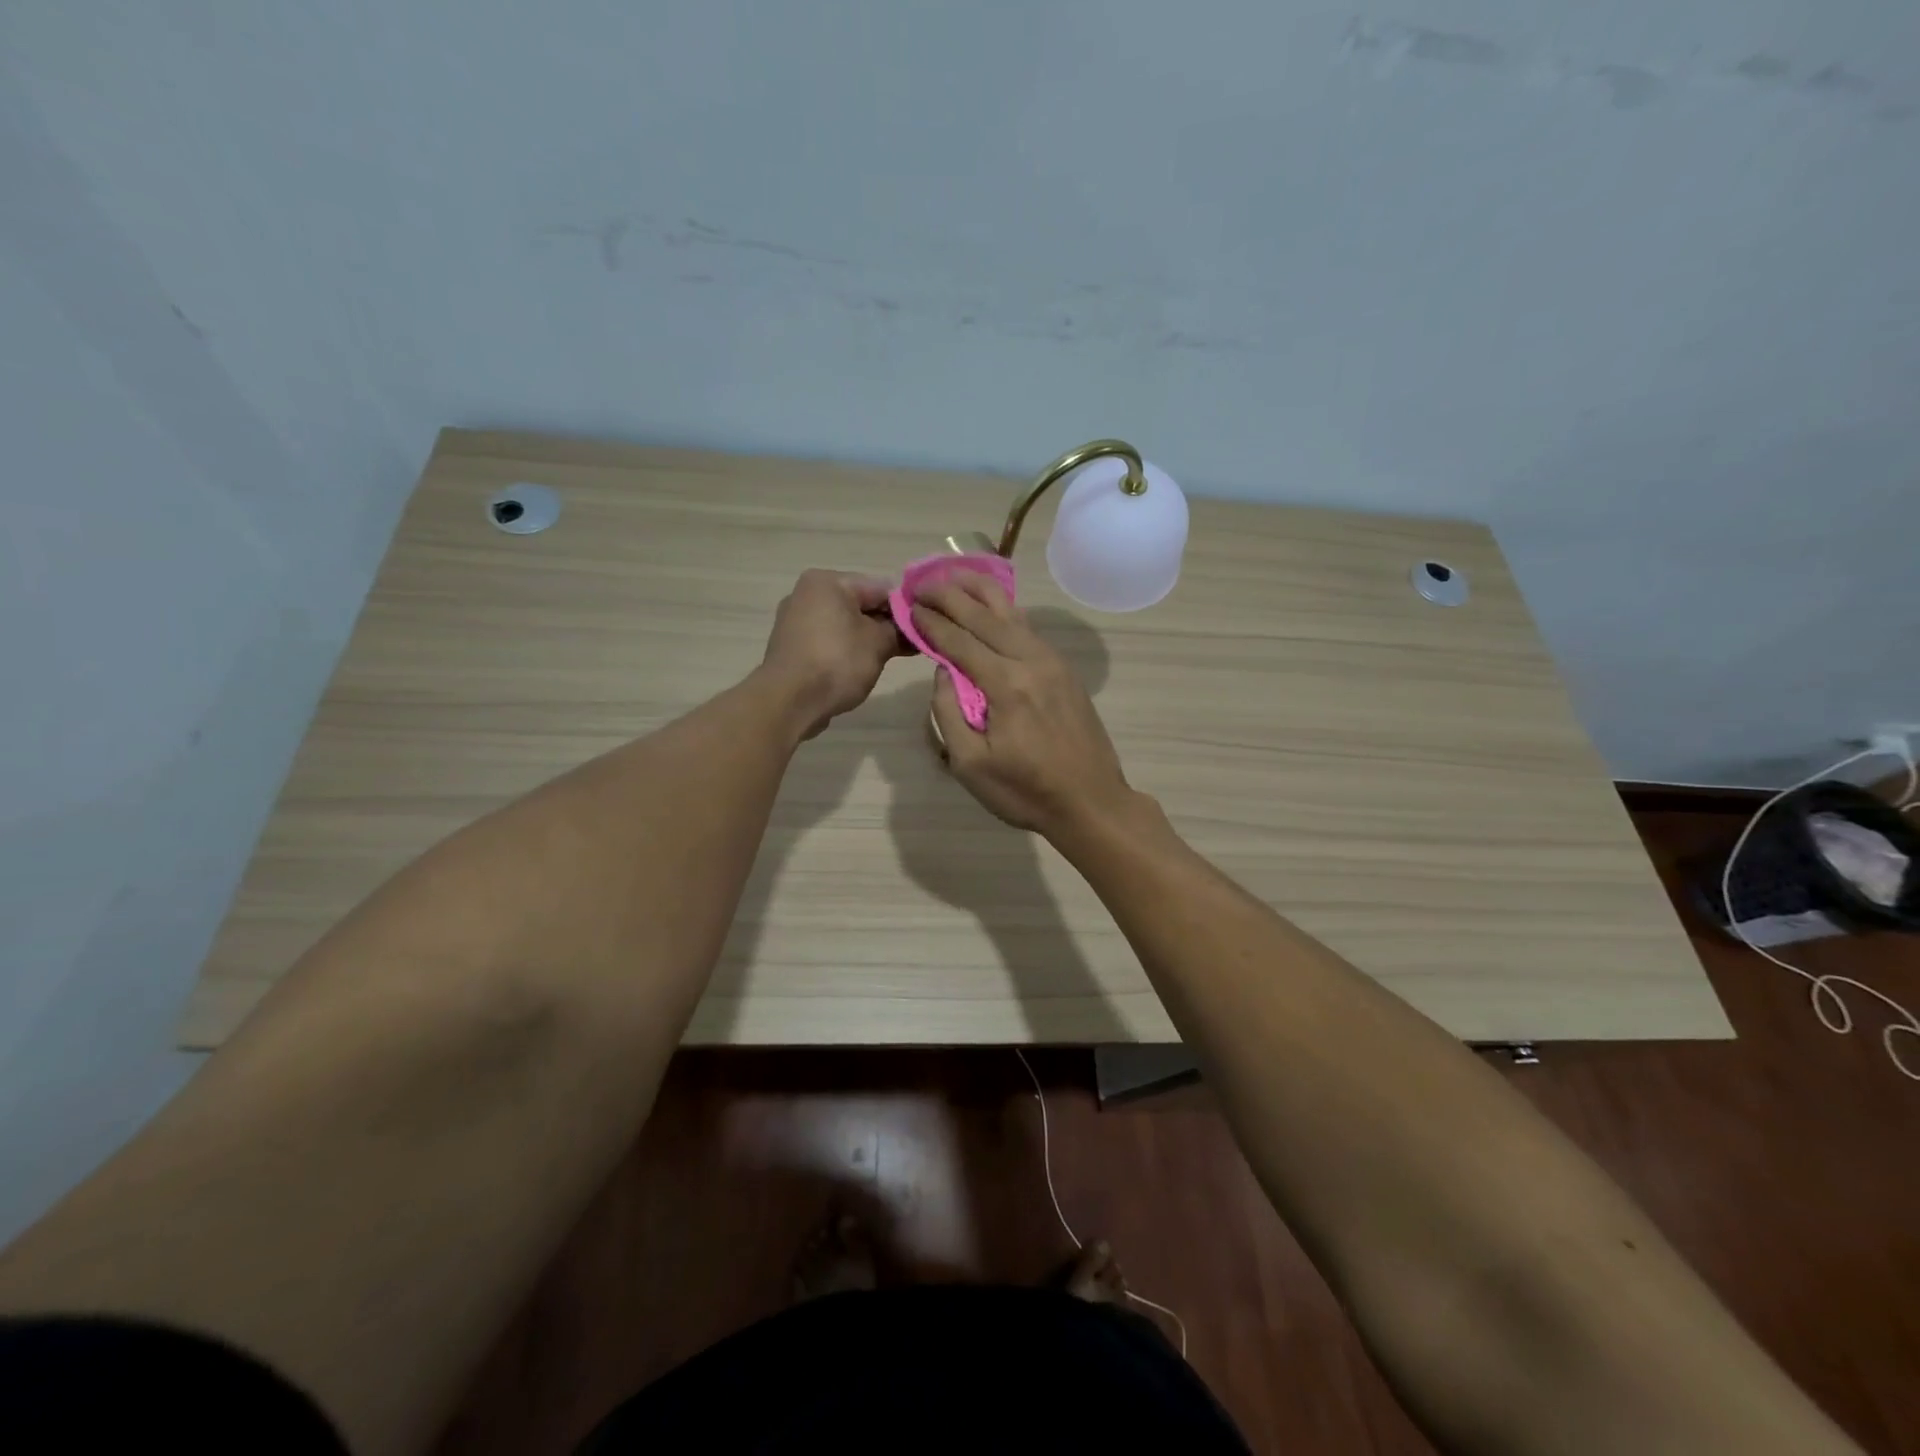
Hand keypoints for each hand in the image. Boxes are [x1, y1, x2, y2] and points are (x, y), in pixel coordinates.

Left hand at [762, 569, 905, 738]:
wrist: (789, 702)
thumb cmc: (836, 662)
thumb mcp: (878, 643)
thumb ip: (899, 630)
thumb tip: (910, 628)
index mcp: (827, 581)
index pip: (880, 587)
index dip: (906, 608)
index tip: (925, 627)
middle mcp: (807, 593)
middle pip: (861, 604)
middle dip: (887, 624)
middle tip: (914, 645)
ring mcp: (795, 620)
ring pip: (845, 624)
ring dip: (869, 638)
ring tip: (893, 658)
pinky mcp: (792, 646)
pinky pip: (829, 640)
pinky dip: (848, 649)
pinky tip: (864, 666)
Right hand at [911, 573, 1134, 836]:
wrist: (1091, 801)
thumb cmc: (1025, 792)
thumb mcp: (970, 764)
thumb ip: (949, 712)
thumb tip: (943, 671)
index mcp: (1006, 685)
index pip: (959, 642)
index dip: (931, 623)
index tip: (908, 606)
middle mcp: (1030, 662)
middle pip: (984, 617)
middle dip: (949, 596)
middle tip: (921, 582)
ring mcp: (1053, 662)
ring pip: (1012, 614)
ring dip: (980, 592)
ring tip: (953, 576)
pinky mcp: (1065, 670)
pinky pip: (1029, 628)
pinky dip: (1006, 610)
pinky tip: (992, 604)